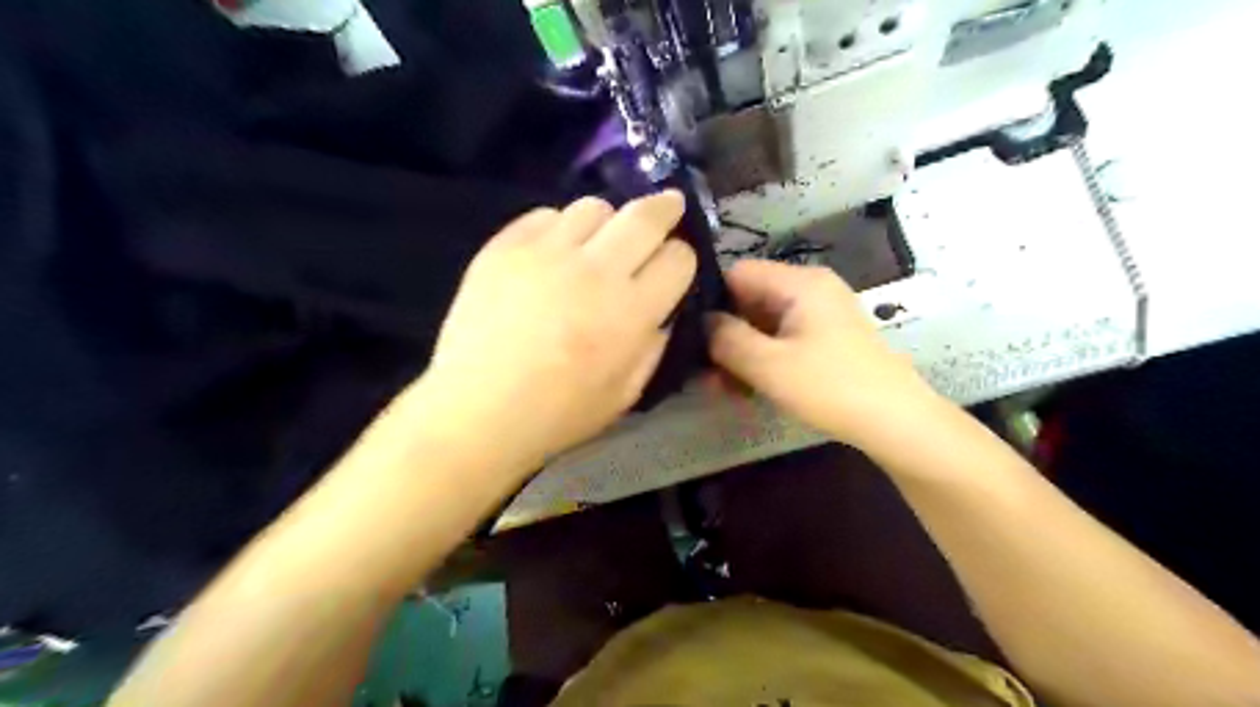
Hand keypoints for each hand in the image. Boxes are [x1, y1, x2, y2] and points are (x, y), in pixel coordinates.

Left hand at [421, 190, 697, 468]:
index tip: (673, 267)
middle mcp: (595, 270)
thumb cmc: (559, 413)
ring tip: (600, 241)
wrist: (479, 408)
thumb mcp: (627, 392)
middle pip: (645, 215)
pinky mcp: (506, 245)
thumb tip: (662, 309)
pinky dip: (560, 227)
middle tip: (668, 207)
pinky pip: (547, 215)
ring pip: (595, 206)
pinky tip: (554, 251)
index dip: (682, 259)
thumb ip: (654, 344)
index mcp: (631, 311)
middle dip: (666, 208)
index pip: (679, 257)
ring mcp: (547, 252)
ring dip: (608, 220)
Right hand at [707, 260, 933, 451]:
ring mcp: (820, 314)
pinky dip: (763, 359)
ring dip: (741, 353)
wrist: (895, 421)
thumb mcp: (768, 364)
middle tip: (701, 370)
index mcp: (800, 283)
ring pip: (764, 324)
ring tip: (719, 387)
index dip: (711, 300)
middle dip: (725, 334)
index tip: (688, 332)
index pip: (738, 273)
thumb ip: (727, 339)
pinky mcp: (826, 339)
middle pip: (751, 300)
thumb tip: (702, 322)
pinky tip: (745, 389)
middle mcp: (810, 289)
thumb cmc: (830, 387)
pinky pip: (782, 340)